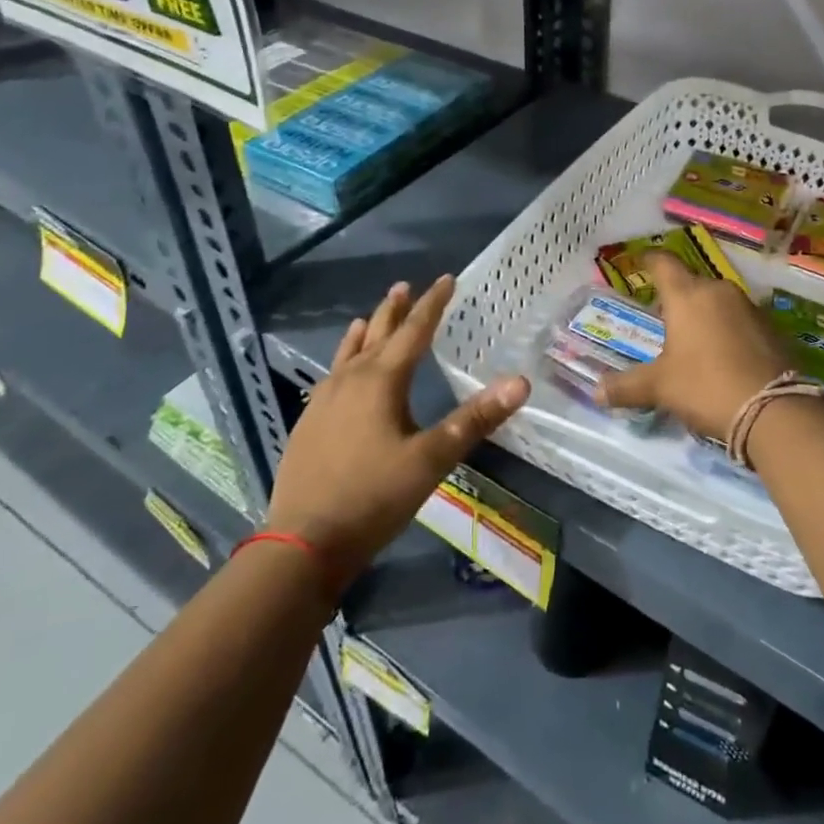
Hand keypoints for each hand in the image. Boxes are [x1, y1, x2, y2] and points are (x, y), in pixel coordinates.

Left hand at [266, 275, 529, 565]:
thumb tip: (521, 382)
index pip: (414, 331)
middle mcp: (350, 382)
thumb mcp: (432, 459)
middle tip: (404, 287)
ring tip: (367, 318)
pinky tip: (339, 374)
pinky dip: (343, 361)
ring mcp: (322, 403)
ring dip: (365, 333)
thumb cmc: (373, 496)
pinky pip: (331, 376)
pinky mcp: (308, 425)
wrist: (301, 544)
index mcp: (381, 381)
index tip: (447, 279)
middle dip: (394, 311)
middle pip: (376, 335)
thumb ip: (476, 419)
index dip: (433, 304)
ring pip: (348, 355)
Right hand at [597, 251, 786, 440]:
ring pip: (718, 301)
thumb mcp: (660, 387)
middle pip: (692, 283)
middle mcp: (719, 291)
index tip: (641, 261)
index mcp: (687, 295)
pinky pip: (740, 319)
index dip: (649, 260)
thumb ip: (627, 386)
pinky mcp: (771, 326)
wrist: (773, 408)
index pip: (664, 263)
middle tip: (663, 318)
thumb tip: (596, 392)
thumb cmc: (706, 386)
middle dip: (677, 297)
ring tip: (693, 340)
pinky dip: (728, 329)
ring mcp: (749, 306)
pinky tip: (724, 354)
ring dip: (705, 314)